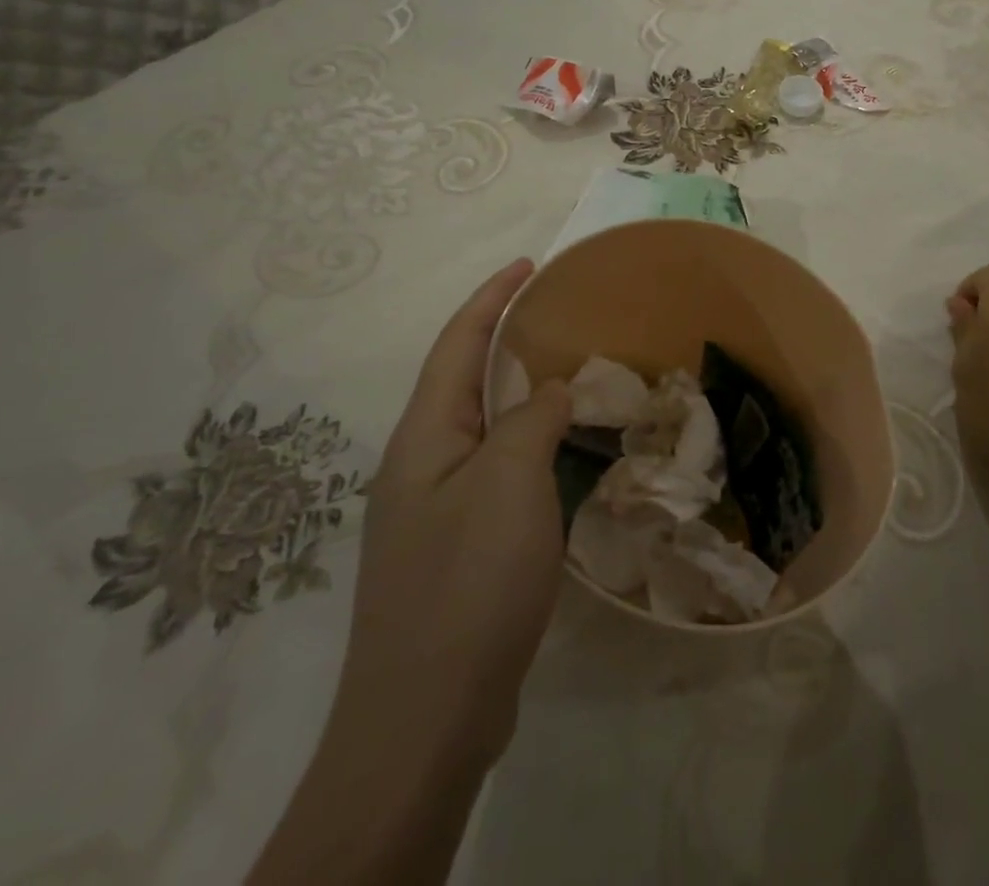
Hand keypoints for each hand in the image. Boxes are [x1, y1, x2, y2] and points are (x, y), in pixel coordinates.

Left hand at [333, 257, 572, 768]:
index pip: (457, 345)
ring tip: (567, 376)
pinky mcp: (457, 548)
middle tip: (559, 319)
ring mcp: (435, 510)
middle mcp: (421, 464)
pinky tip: (559, 455)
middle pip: (465, 382)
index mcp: (423, 436)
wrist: (425, 721)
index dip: (491, 299)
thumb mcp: (508, 483)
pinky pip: (496, 471)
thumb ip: (531, 420)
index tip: (528, 266)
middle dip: (505, 341)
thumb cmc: (468, 583)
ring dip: (519, 395)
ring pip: (483, 429)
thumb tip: (548, 389)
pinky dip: (528, 445)